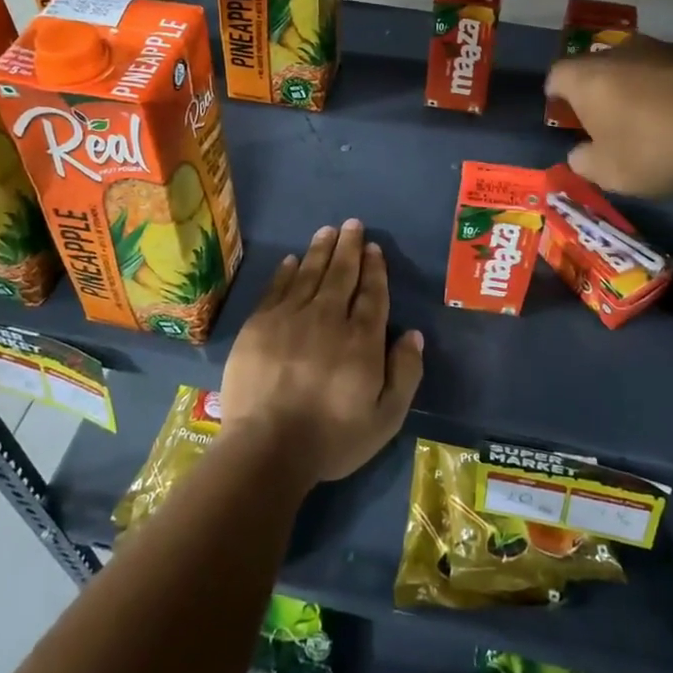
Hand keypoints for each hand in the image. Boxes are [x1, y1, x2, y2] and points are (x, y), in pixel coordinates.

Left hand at [219, 219, 423, 485]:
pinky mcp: (259, 325)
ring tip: (327, 231)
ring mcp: (290, 318)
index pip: (371, 294)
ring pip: (309, 274)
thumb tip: (413, 334)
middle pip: (341, 275)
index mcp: (361, 340)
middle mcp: (328, 318)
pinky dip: (286, 271)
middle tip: (352, 224)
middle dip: (349, 247)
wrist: (266, 448)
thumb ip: (404, 373)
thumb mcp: (385, 418)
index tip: (374, 248)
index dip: (374, 269)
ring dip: (320, 250)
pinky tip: (292, 259)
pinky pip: (276, 288)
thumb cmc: (331, 438)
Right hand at [542, 36, 672, 195]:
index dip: (557, 95)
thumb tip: (580, 154)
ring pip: (638, 67)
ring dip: (639, 88)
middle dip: (599, 91)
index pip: (556, 76)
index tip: (565, 114)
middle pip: (598, 67)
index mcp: (586, 78)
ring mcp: (663, 48)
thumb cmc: (650, 148)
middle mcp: (619, 52)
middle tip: (607, 120)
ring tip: (652, 121)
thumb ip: (584, 161)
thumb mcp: (607, 172)